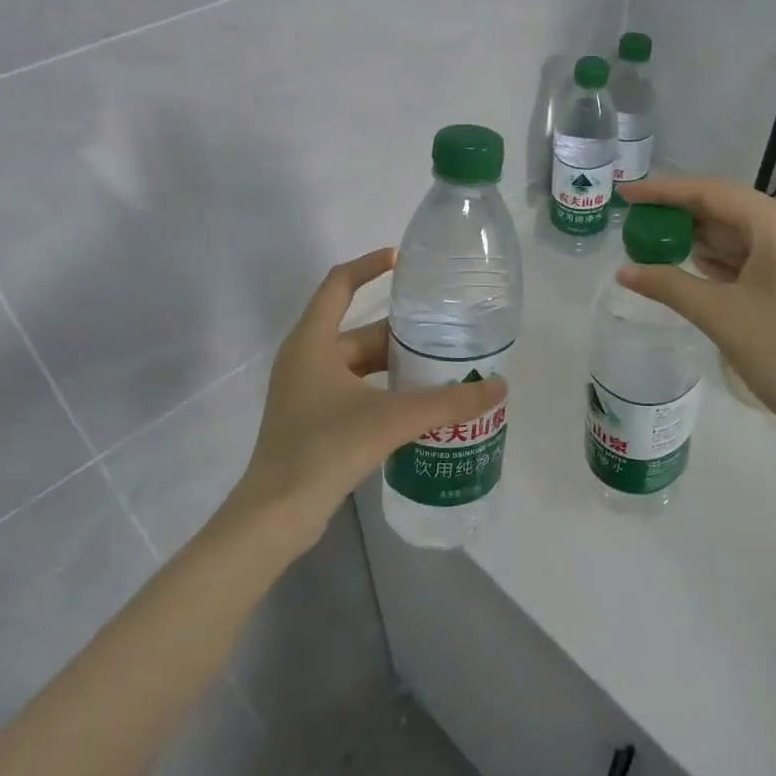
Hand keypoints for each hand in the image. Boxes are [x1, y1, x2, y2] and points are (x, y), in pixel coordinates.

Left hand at [221, 249, 507, 549]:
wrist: (276, 515)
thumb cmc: (325, 449)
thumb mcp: (392, 419)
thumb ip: (447, 402)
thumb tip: (499, 386)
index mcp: (312, 342)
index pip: (339, 283)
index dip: (370, 265)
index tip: (405, 260)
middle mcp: (305, 359)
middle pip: (358, 330)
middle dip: (401, 330)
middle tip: (445, 328)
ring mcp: (306, 391)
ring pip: (358, 363)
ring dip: (395, 362)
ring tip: (440, 363)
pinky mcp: (312, 419)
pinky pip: (355, 389)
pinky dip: (384, 388)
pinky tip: (416, 402)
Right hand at [615, 177, 775, 474]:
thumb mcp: (720, 317)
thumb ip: (668, 285)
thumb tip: (624, 272)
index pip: (711, 193)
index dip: (663, 191)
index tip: (625, 194)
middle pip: (729, 209)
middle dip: (682, 217)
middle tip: (635, 225)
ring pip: (745, 233)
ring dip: (703, 239)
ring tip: (655, 243)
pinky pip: (762, 254)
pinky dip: (727, 259)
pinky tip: (695, 266)